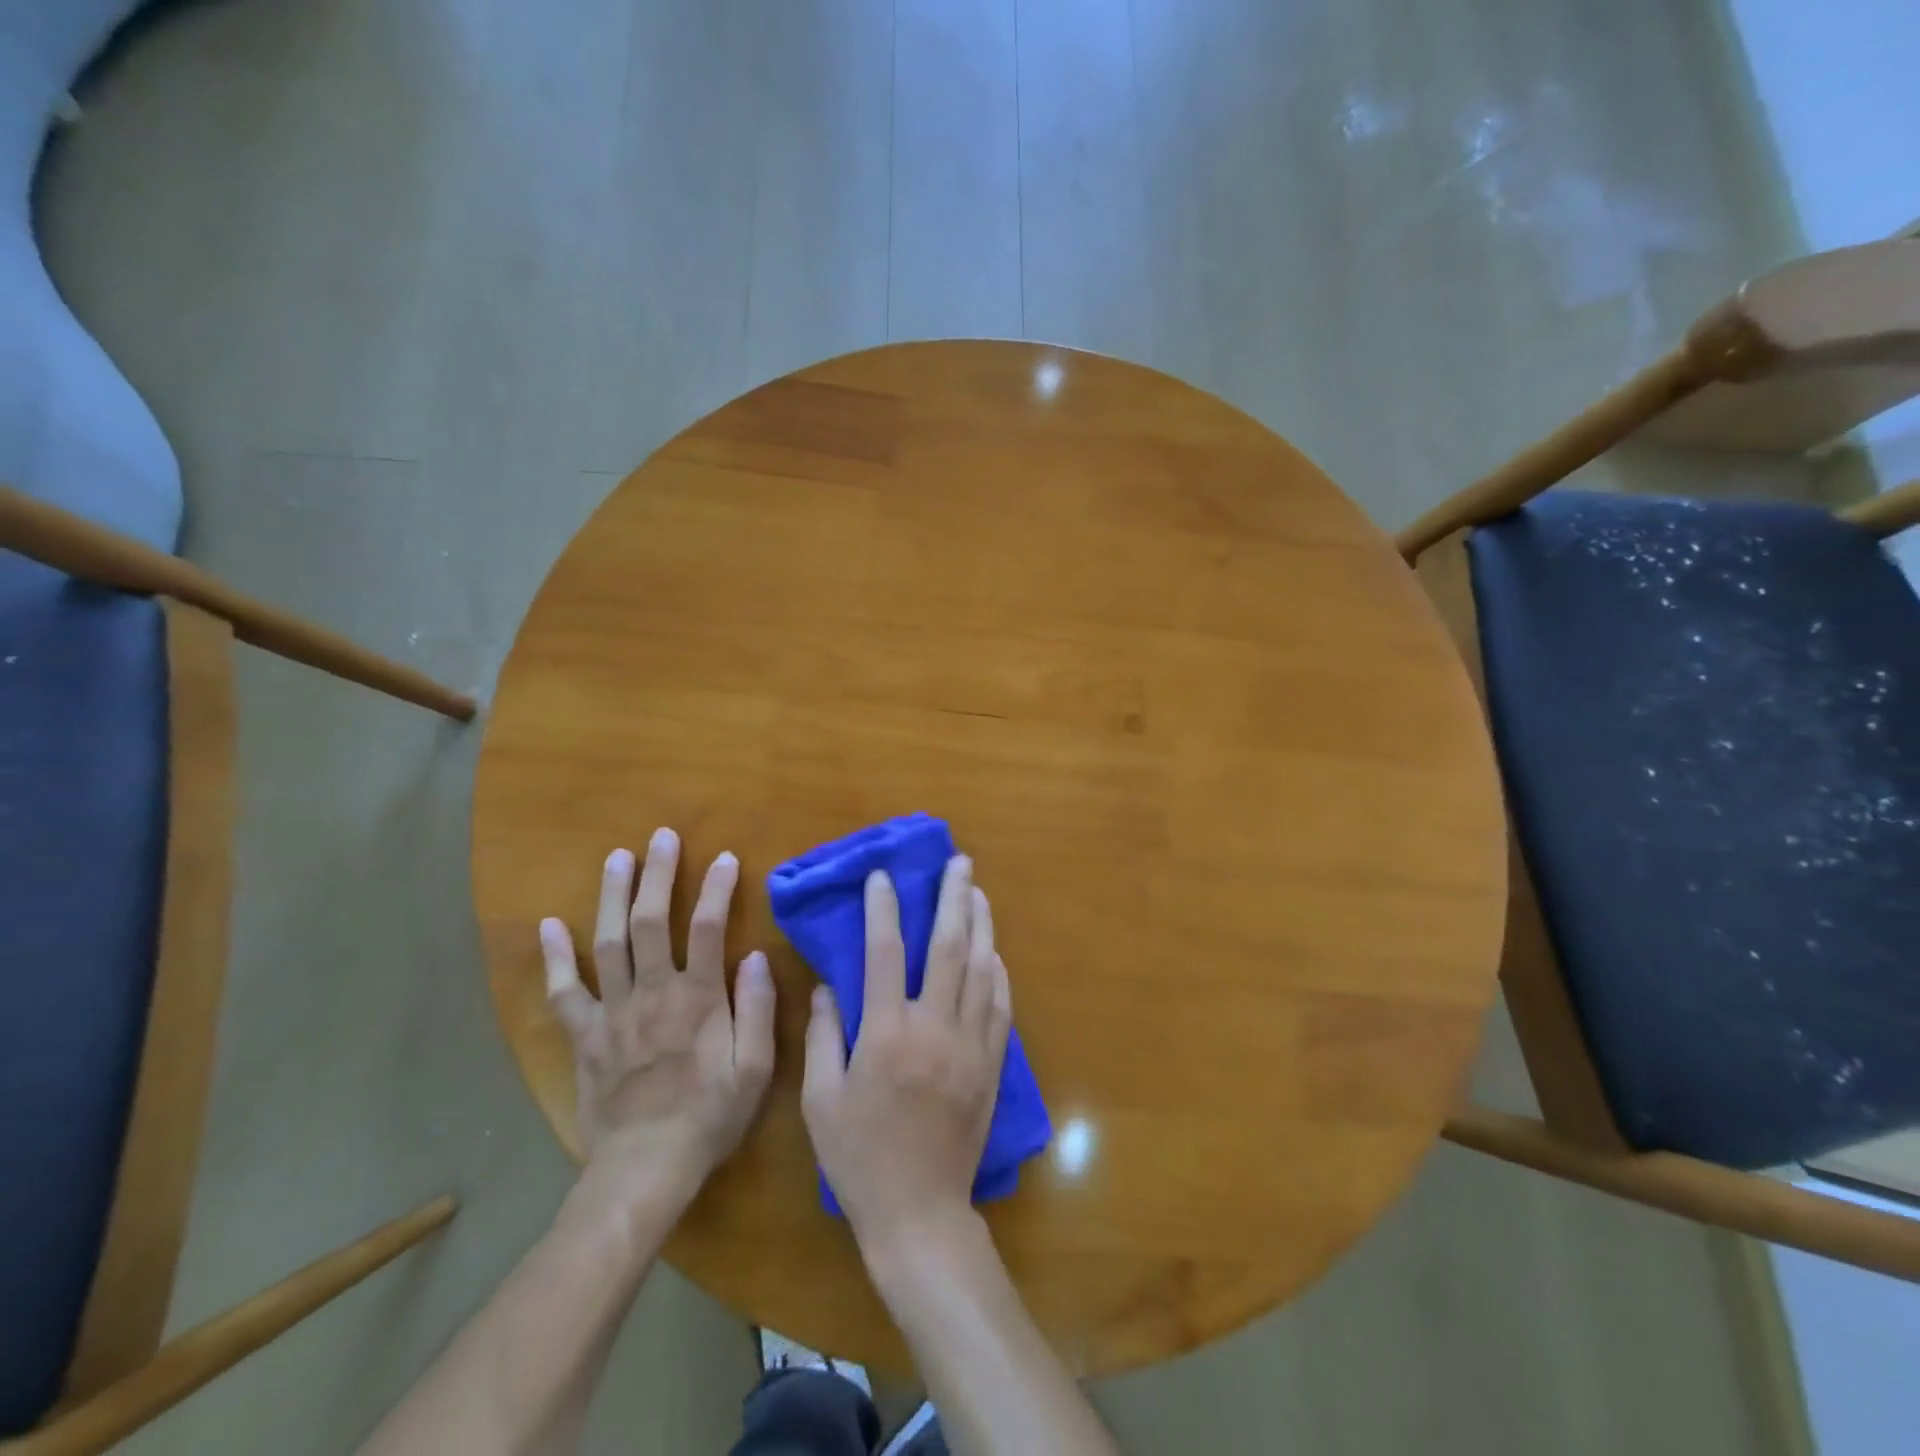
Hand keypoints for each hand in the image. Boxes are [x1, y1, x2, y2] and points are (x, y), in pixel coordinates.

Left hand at [540, 829, 774, 1205]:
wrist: (646, 1167)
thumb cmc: (710, 1116)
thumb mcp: (755, 1068)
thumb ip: (758, 1009)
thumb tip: (756, 956)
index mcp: (698, 998)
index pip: (707, 928)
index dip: (716, 889)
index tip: (723, 857)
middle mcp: (653, 992)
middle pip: (651, 921)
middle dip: (657, 875)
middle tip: (660, 837)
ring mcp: (613, 1011)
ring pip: (608, 942)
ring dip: (612, 896)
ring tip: (615, 857)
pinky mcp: (585, 1036)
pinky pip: (565, 991)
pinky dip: (556, 957)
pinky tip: (550, 925)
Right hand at [802, 856, 1011, 1253]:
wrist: (918, 1213)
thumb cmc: (859, 1158)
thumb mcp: (821, 1100)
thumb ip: (822, 1037)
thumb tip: (828, 986)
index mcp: (886, 1034)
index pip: (885, 954)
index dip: (883, 909)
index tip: (883, 877)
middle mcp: (933, 1028)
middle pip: (948, 947)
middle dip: (952, 898)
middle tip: (958, 862)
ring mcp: (969, 1045)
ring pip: (980, 969)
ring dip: (980, 924)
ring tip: (977, 891)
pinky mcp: (990, 1064)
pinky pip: (999, 1006)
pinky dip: (997, 972)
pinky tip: (994, 952)